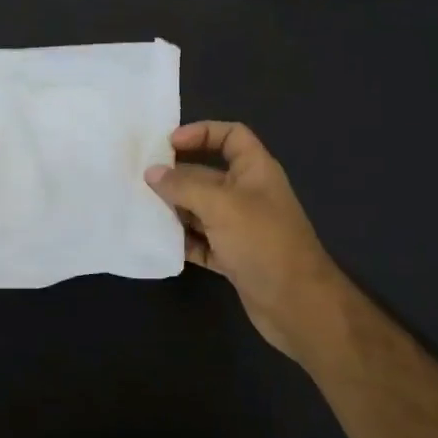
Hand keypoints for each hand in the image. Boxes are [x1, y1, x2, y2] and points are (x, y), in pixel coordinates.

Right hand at [145, 122, 349, 365]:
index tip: (169, 144)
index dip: (202, 133)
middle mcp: (248, 195)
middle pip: (208, 174)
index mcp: (255, 171)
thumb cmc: (263, 242)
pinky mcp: (233, 257)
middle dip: (177, 175)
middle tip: (140, 179)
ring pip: (200, 209)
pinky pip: (201, 242)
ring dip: (174, 209)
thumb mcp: (221, 205)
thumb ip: (184, 185)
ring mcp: (241, 228)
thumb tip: (152, 172)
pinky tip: (158, 242)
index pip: (231, 136)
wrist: (297, 305)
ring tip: (141, 208)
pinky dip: (182, 241)